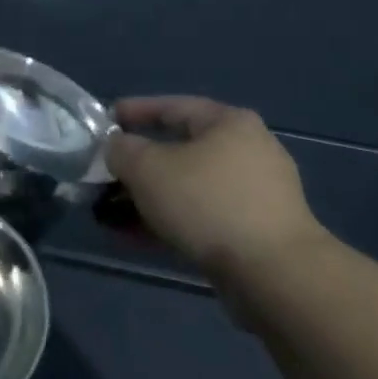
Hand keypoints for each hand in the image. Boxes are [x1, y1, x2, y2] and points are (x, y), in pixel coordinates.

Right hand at [104, 97, 324, 274]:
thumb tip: (116, 147)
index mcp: (228, 123)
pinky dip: (167, 222)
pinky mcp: (254, 231)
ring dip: (147, 198)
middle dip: (136, 166)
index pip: (172, 106)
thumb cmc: (207, 203)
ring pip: (187, 188)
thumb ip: (121, 150)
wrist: (274, 272)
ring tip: (109, 214)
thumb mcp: (147, 167)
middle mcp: (247, 151)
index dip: (133, 112)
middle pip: (179, 150)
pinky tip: (134, 238)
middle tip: (103, 175)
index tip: (103, 123)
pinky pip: (200, 217)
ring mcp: (254, 194)